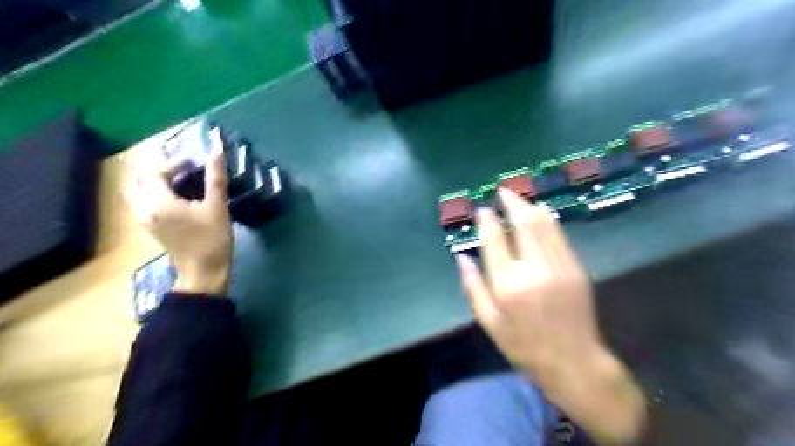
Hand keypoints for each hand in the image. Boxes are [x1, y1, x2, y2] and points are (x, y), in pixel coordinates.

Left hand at [127, 152, 232, 295]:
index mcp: (159, 202)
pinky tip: (173, 194)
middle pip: (139, 178)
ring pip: (137, 190)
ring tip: (176, 177)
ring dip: (153, 179)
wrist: (203, 272)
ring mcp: (144, 219)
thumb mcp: (218, 207)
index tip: (194, 162)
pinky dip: (152, 191)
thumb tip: (216, 150)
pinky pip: (141, 201)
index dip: (174, 162)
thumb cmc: (212, 239)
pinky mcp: (150, 227)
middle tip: (182, 166)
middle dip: (159, 168)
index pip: (155, 171)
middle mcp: (145, 208)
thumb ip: (215, 178)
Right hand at [460, 188, 643, 444]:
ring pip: (544, 224)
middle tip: (503, 191)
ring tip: (519, 198)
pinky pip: (559, 235)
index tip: (482, 209)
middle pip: (523, 223)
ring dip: (530, 207)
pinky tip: (540, 214)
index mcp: (508, 284)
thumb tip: (461, 257)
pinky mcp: (576, 268)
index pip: (495, 239)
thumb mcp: (489, 322)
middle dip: (512, 202)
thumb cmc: (524, 345)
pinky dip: (548, 220)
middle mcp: (534, 268)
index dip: (487, 220)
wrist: (573, 362)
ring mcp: (559, 266)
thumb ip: (472, 287)